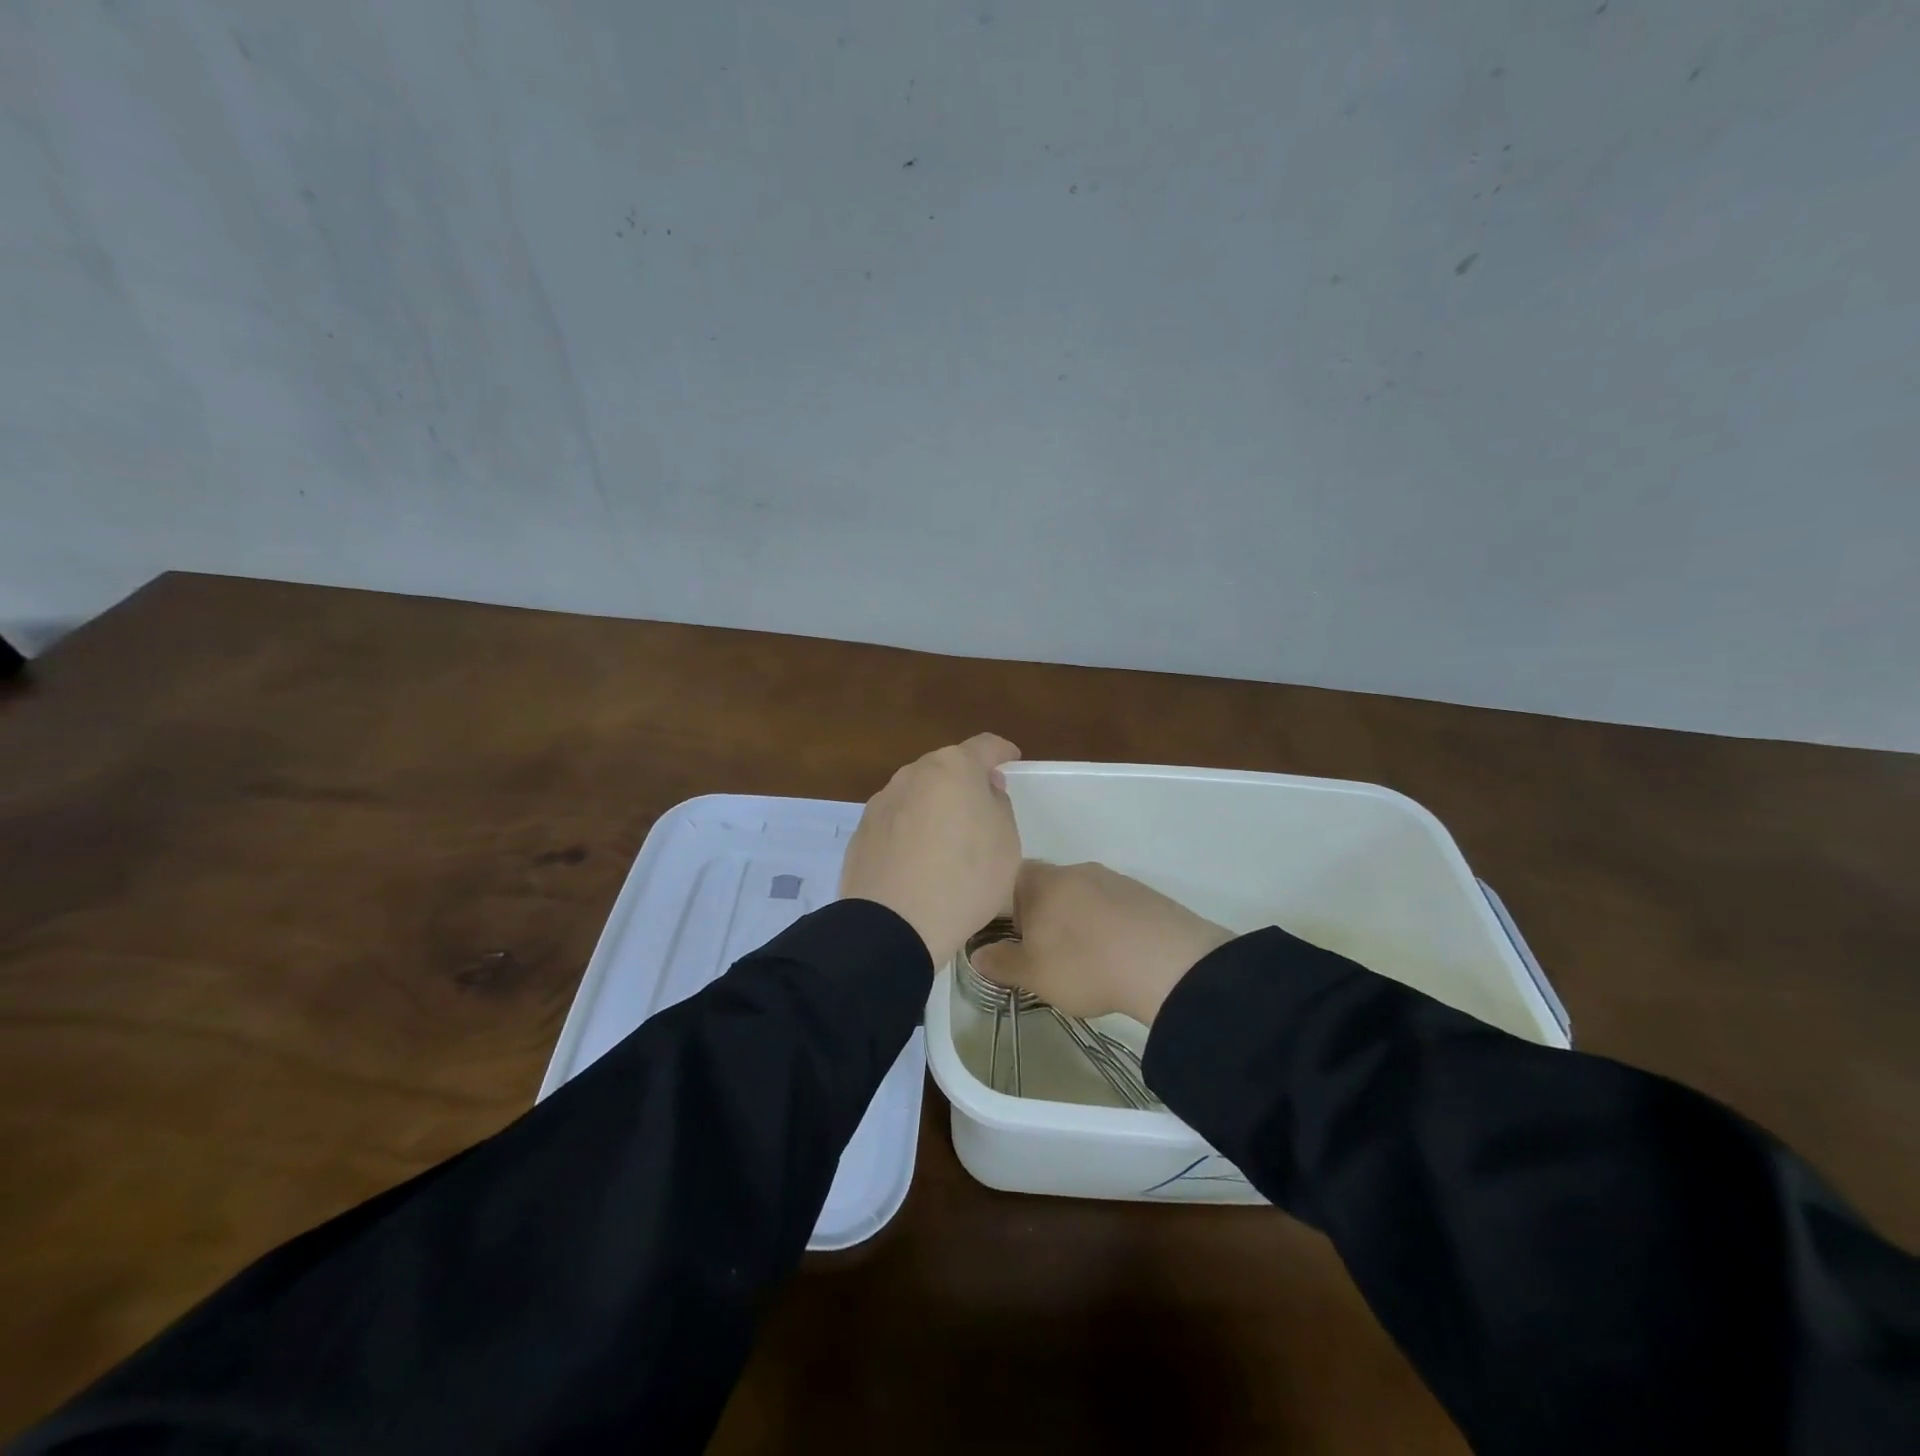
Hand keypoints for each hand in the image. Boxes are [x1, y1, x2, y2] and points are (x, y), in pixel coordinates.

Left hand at [838, 734, 1022, 966]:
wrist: (894, 925)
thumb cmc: (965, 879)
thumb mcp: (1006, 843)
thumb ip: (998, 806)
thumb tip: (984, 790)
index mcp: (953, 768)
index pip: (984, 746)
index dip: (1001, 751)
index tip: (1011, 759)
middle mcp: (912, 774)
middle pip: (946, 768)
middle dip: (964, 782)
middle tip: (981, 808)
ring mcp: (882, 802)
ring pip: (917, 795)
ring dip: (934, 807)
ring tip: (947, 841)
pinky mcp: (861, 833)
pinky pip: (896, 823)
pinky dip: (910, 832)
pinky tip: (918, 862)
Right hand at [971, 862, 1231, 1023]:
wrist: (1168, 964)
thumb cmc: (1086, 965)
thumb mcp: (1034, 974)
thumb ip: (1001, 963)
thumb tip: (978, 954)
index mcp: (1043, 882)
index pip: (1010, 877)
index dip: (1003, 904)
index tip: (1008, 934)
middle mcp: (1076, 870)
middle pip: (1047, 884)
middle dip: (1041, 913)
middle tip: (1042, 950)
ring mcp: (1113, 879)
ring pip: (1081, 894)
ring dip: (1076, 918)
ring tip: (1083, 956)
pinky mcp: (1143, 894)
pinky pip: (1111, 905)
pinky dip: (1106, 924)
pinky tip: (1114, 952)